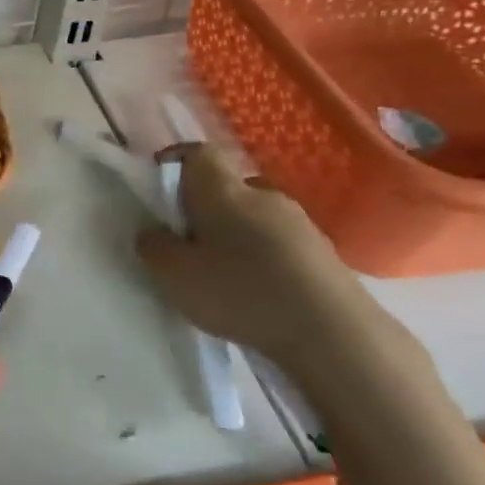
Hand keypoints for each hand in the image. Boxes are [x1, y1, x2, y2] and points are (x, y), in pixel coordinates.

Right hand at [134, 144, 392, 384]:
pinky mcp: (322, 252)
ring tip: (224, 272)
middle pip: (227, 187)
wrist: (332, 331)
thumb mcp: (175, 275)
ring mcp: (299, 222)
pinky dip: (262, 256)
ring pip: (255, 215)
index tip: (160, 182)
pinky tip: (258, 290)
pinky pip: (279, 241)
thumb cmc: (241, 292)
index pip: (198, 153)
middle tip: (188, 241)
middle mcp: (263, 194)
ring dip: (236, 234)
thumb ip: (155, 248)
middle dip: (205, 207)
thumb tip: (153, 232)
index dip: (176, 160)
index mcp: (223, 191)